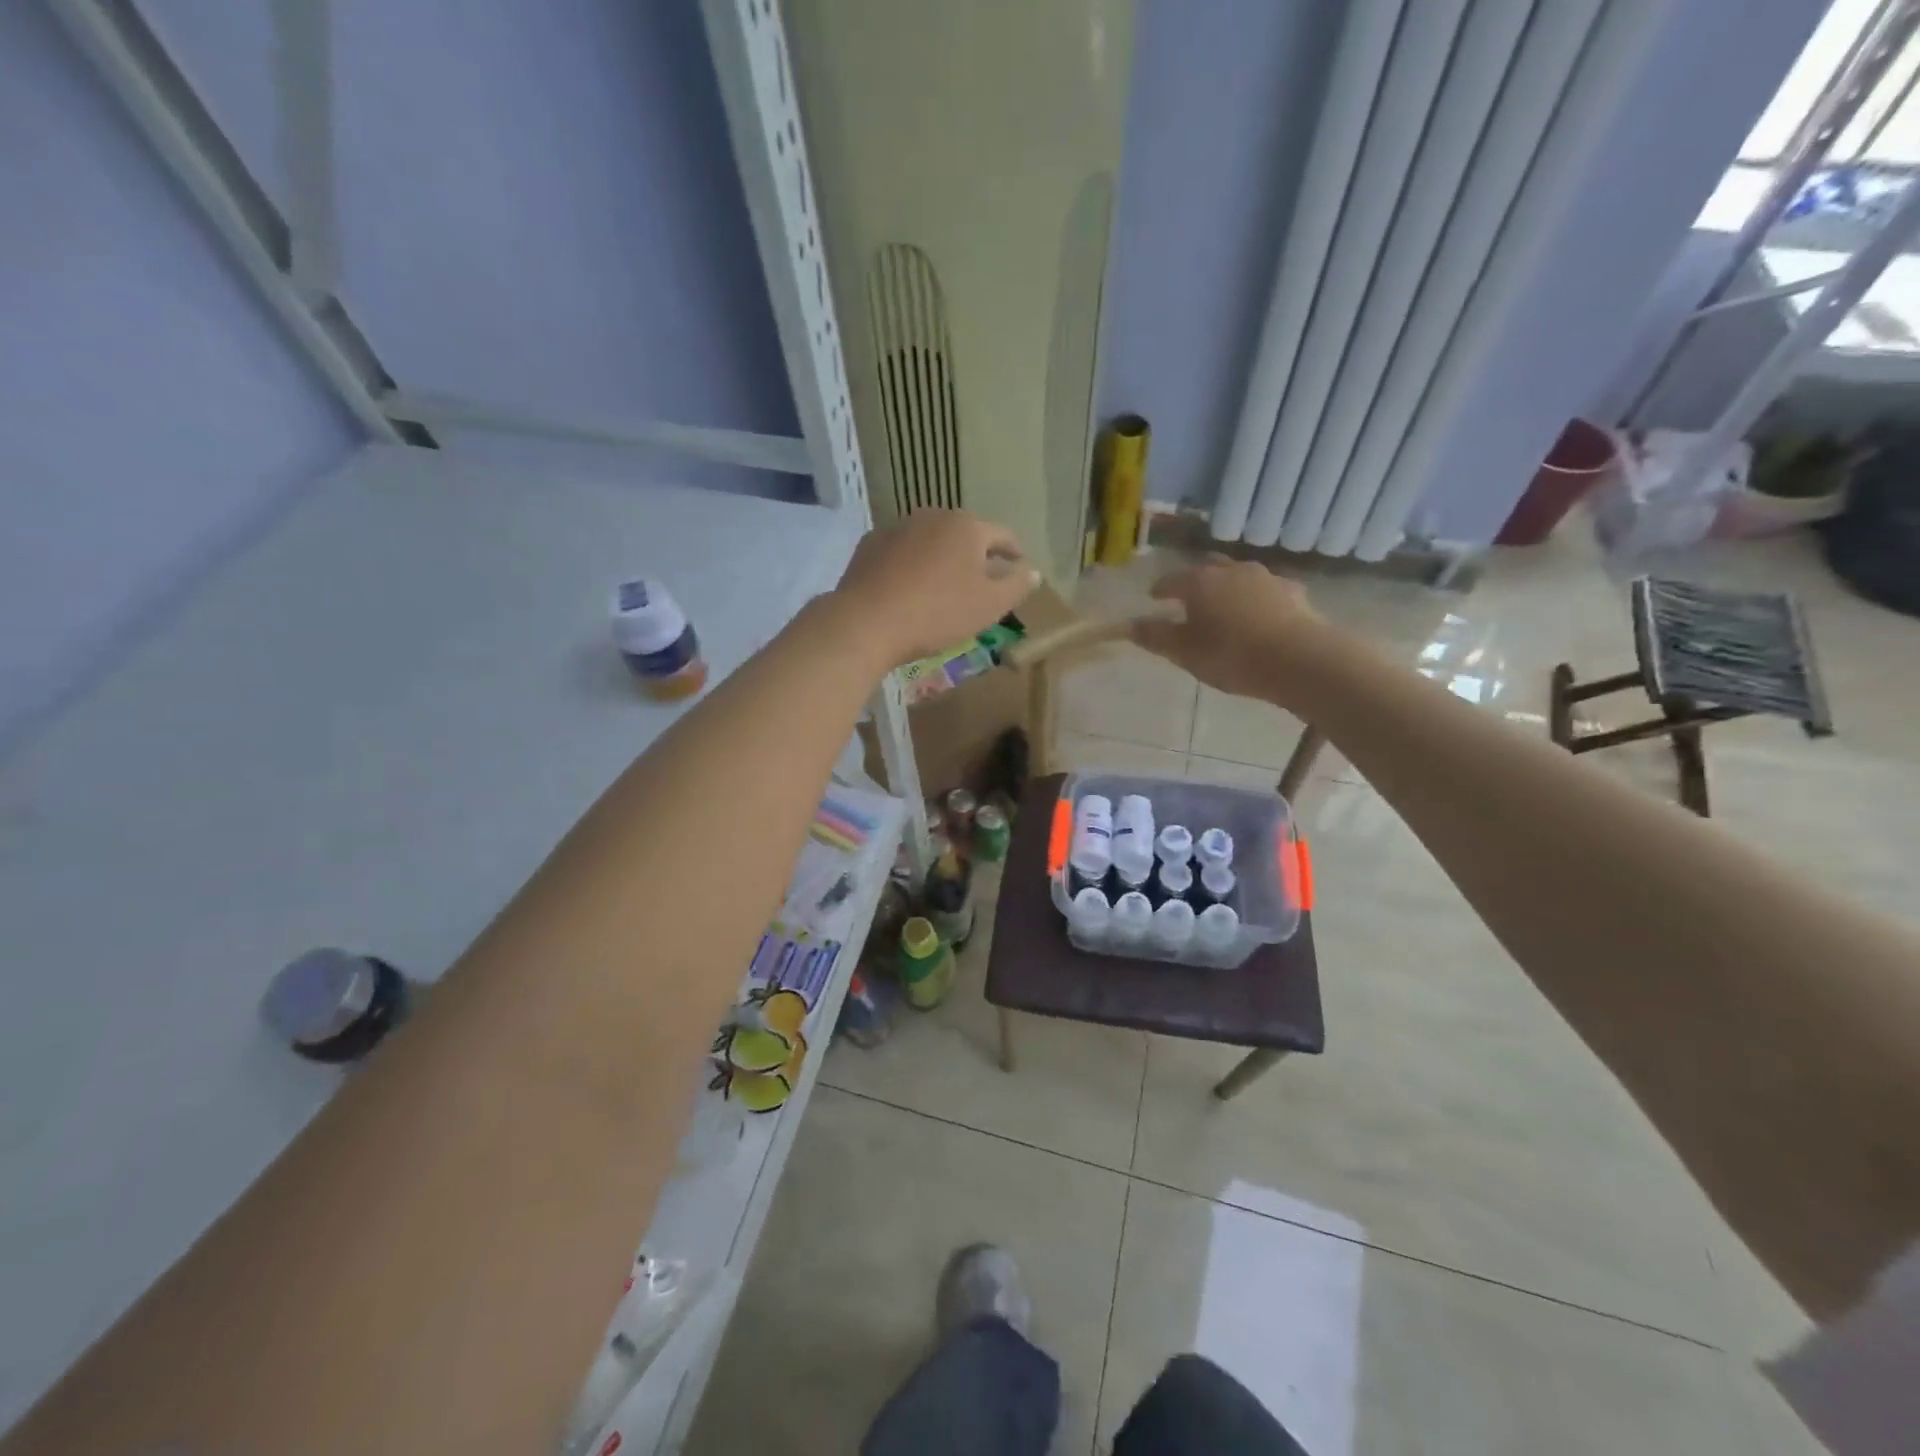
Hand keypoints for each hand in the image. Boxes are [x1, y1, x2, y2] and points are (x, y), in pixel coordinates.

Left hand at [829, 511, 1039, 668]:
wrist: (867, 621)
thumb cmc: (938, 613)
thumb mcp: (989, 606)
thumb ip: (1016, 586)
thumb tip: (1033, 571)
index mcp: (967, 527)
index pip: (1002, 535)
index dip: (1014, 550)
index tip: (1020, 563)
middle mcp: (933, 516)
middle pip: (964, 534)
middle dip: (975, 553)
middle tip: (981, 578)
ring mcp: (898, 527)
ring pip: (930, 540)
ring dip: (941, 557)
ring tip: (944, 583)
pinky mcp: (870, 544)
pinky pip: (902, 552)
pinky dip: (912, 564)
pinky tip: (909, 586)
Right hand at [1132, 556, 1327, 704]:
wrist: (1298, 659)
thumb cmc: (1231, 655)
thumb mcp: (1184, 652)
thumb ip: (1155, 637)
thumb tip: (1126, 625)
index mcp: (1200, 582)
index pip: (1171, 579)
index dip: (1160, 589)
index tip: (1153, 597)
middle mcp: (1232, 570)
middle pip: (1208, 569)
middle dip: (1195, 581)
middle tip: (1188, 599)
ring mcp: (1266, 578)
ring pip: (1239, 576)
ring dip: (1228, 587)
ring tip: (1224, 607)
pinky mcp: (1293, 592)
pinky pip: (1267, 590)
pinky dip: (1257, 598)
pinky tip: (1260, 615)